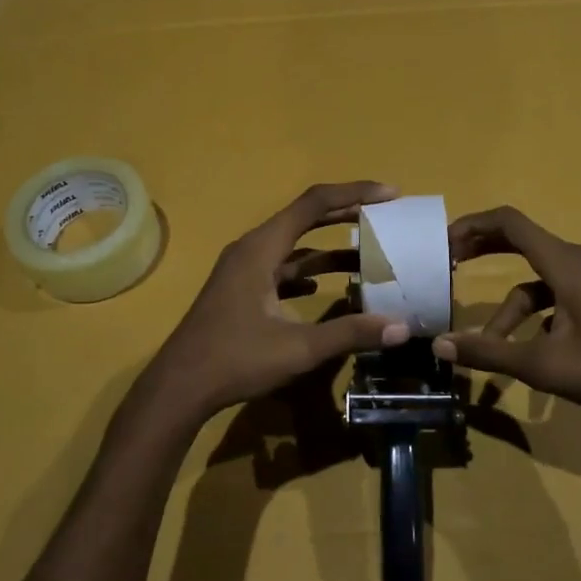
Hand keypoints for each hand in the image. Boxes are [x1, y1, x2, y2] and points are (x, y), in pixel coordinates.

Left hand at [141, 182, 410, 423]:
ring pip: (293, 248)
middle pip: (304, 219)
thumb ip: (349, 333)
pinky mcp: (240, 292)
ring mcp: (243, 271)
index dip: (354, 193)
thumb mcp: (298, 348)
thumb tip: (400, 328)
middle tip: (385, 218)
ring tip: (367, 257)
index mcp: (261, 249)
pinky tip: (324, 290)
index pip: (314, 204)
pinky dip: (306, 273)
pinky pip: (280, 270)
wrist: (180, 387)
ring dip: (328, 251)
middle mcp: (251, 250)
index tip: (390, 194)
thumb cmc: (236, 360)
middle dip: (345, 215)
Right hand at [433, 206, 580, 440]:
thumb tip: (440, 346)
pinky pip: (554, 294)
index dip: (472, 226)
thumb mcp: (543, 364)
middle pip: (520, 241)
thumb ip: (489, 353)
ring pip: (536, 280)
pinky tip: (527, 348)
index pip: (510, 223)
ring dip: (508, 308)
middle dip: (482, 251)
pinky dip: (534, 315)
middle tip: (448, 264)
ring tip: (488, 344)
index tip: (442, 242)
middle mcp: (578, 260)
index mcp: (565, 263)